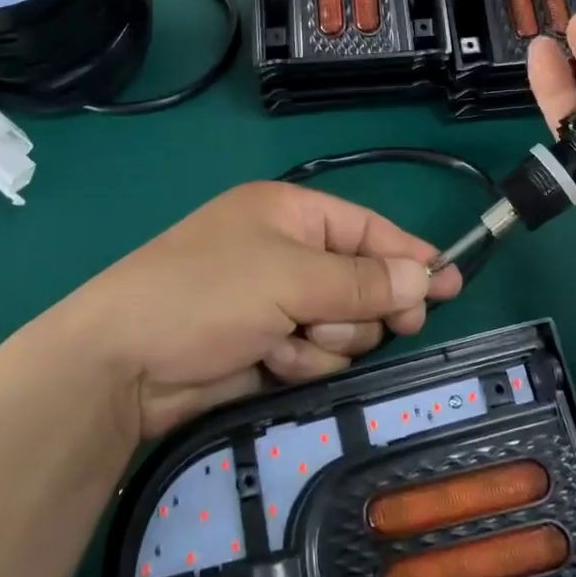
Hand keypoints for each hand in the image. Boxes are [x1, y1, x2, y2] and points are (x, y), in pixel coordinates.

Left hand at [55, 182, 462, 439]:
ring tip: (288, 344)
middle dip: (361, 310)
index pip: (368, 229)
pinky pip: (314, 355)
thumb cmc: (207, 294)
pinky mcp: (266, 344)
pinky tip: (271, 362)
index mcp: (290, 213)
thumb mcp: (291, 279)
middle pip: (362, 282)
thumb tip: (425, 276)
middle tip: (387, 328)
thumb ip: (363, 282)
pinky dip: (302, 363)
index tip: (452, 284)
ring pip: (343, 326)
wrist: (123, 363)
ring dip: (326, 342)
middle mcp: (286, 251)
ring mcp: (275, 301)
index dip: (410, 256)